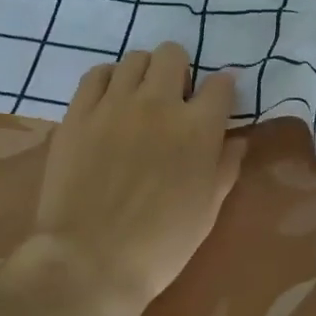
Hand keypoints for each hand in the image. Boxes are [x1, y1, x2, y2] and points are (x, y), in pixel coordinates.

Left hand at [16, 43, 246, 315]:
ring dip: (144, 74)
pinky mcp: (79, 113)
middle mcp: (158, 103)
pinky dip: (108, 81)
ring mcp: (114, 104)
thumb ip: (225, 167)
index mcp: (198, 128)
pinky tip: (109, 102)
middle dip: (180, 71)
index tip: (216, 104)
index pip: (220, 84)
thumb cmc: (161, 244)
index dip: (221, 91)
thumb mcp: (208, 210)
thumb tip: (236, 140)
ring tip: (139, 99)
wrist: (90, 261)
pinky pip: (96, 74)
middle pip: (173, 54)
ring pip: (134, 58)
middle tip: (174, 100)